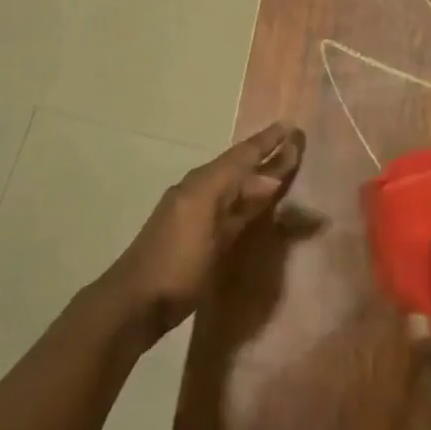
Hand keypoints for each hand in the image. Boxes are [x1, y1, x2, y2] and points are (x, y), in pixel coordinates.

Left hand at [107, 121, 303, 340]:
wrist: (135, 302)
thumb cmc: (176, 265)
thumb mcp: (208, 228)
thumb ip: (239, 203)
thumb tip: (270, 180)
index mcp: (202, 184)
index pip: (241, 156)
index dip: (267, 142)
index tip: (291, 126)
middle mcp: (199, 190)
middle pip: (238, 167)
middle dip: (265, 155)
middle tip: (295, 144)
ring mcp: (195, 212)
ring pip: (233, 185)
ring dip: (257, 176)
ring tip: (283, 168)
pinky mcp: (196, 234)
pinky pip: (228, 204)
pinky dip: (246, 198)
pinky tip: (257, 204)